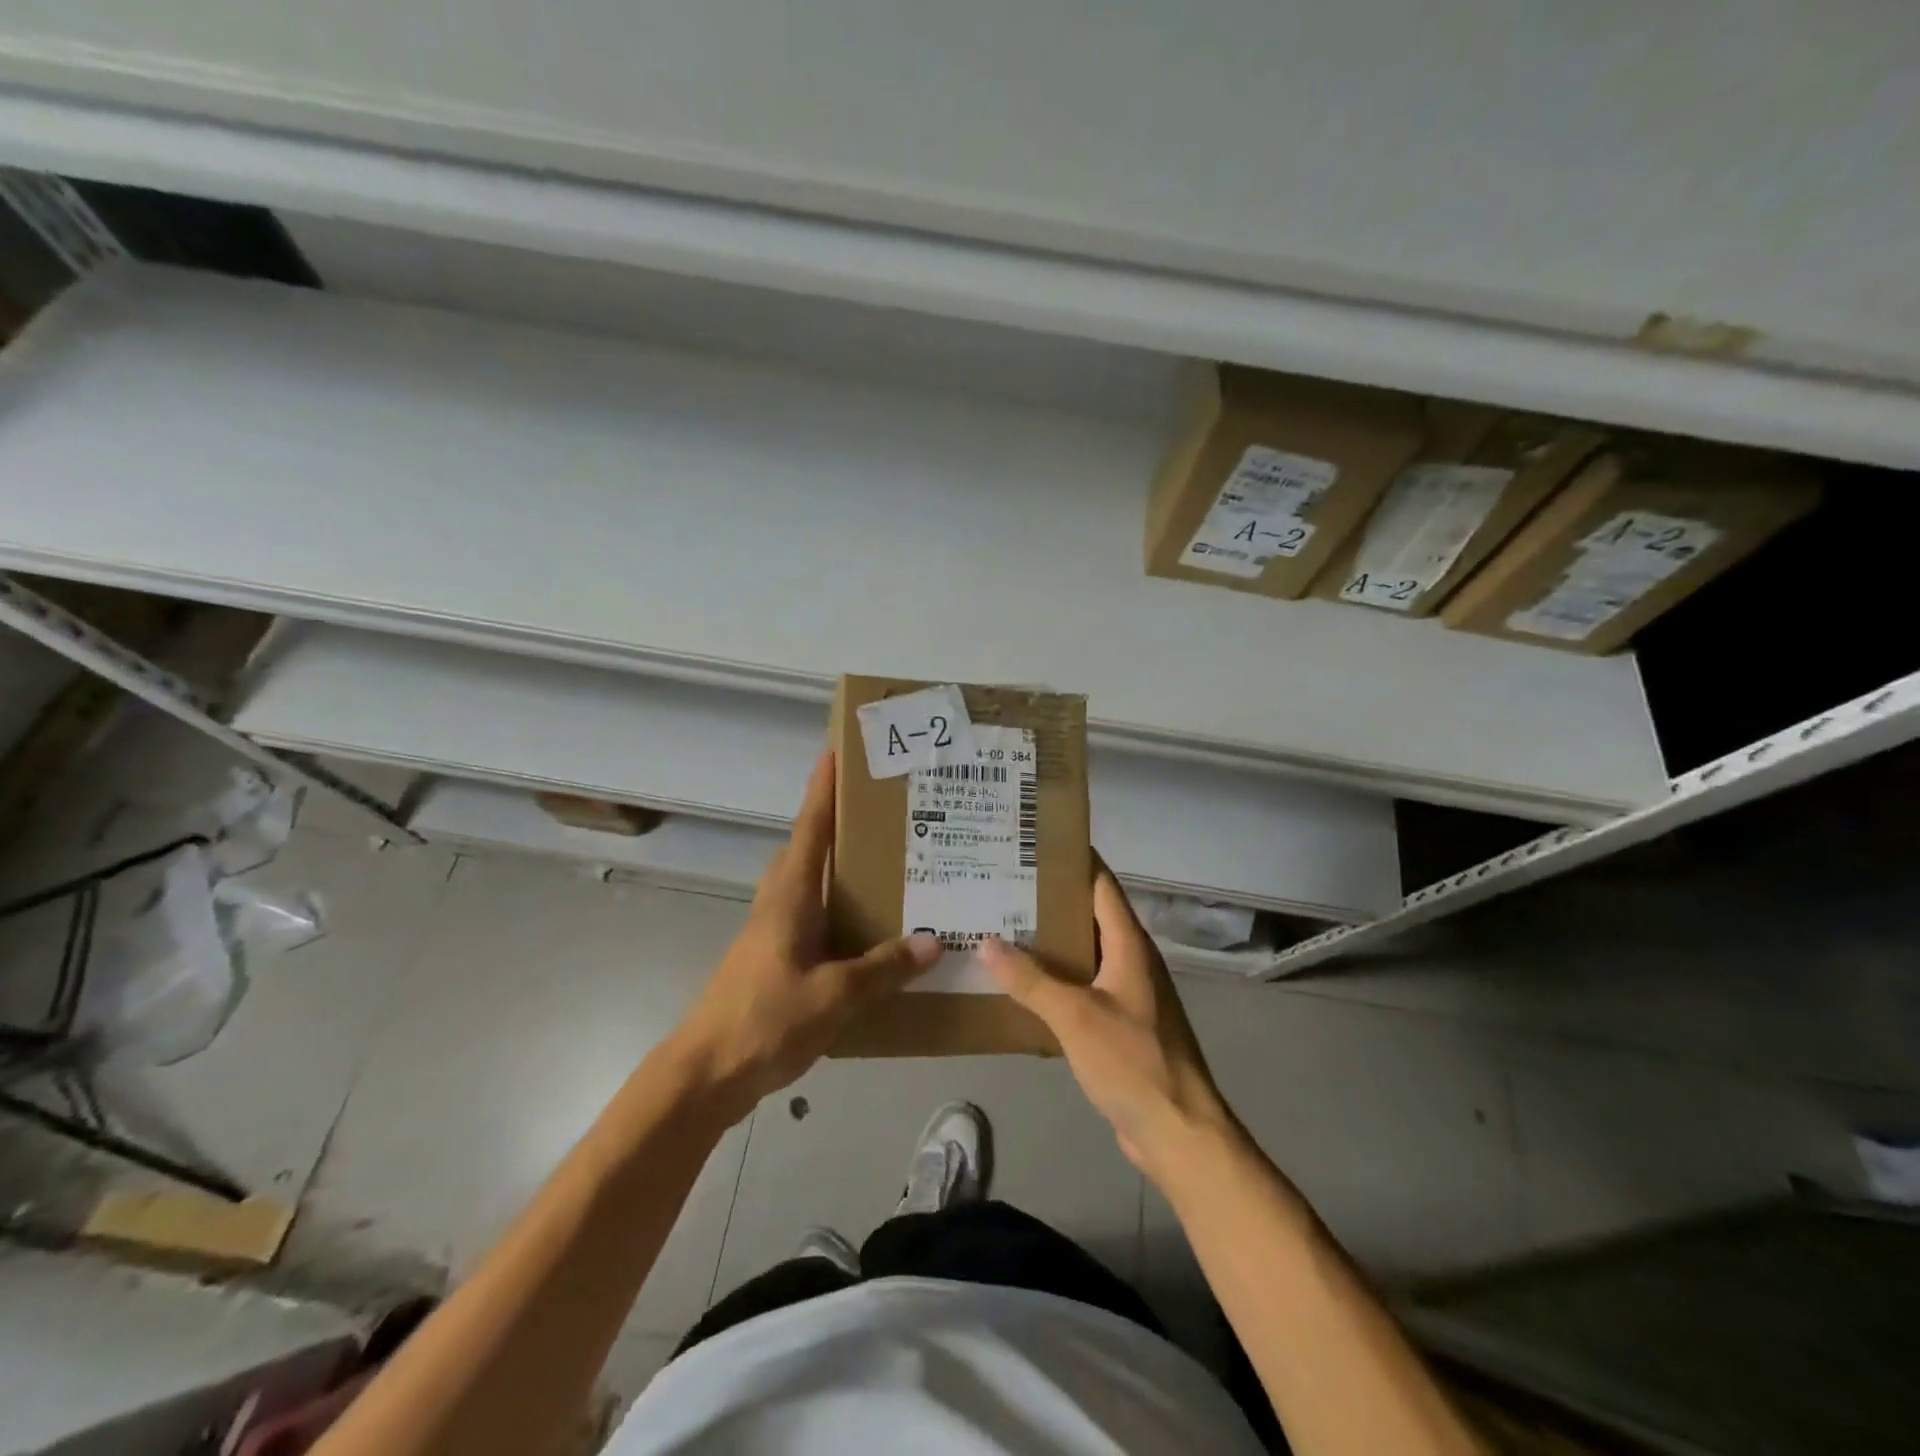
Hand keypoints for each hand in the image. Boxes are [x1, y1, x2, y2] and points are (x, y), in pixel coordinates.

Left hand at [673, 752, 939, 1110]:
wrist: (705, 1073)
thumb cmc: (765, 1019)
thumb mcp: (834, 995)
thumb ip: (883, 968)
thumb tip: (934, 941)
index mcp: (789, 896)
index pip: (809, 828)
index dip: (822, 790)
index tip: (836, 752)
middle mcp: (779, 904)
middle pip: (807, 849)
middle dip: (835, 823)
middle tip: (882, 814)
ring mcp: (772, 932)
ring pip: (809, 884)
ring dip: (839, 868)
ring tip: (888, 866)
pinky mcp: (775, 959)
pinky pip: (813, 918)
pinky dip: (839, 910)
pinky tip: (870, 933)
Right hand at [980, 868, 1233, 1179]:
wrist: (1178, 1131)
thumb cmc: (1133, 1061)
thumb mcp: (1075, 1016)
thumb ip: (1031, 980)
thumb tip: (986, 942)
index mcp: (1130, 946)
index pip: (1102, 885)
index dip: (1073, 860)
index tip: (1034, 845)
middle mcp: (1130, 961)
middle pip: (1089, 916)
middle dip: (1049, 901)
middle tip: (1002, 886)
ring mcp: (1126, 994)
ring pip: (1083, 954)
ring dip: (1049, 942)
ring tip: (1001, 927)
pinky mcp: (1119, 1024)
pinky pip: (1082, 987)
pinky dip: (1054, 979)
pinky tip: (1021, 984)